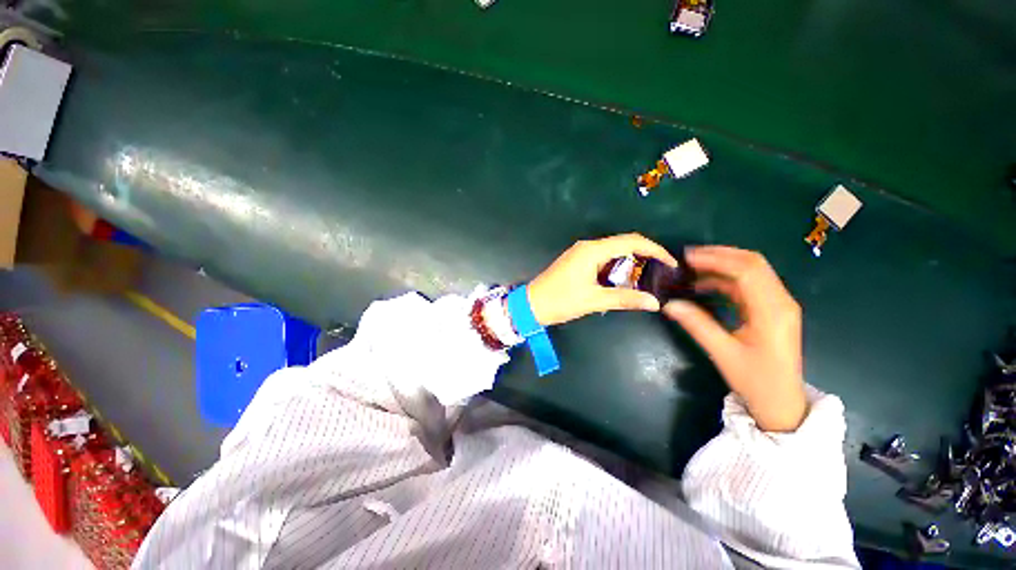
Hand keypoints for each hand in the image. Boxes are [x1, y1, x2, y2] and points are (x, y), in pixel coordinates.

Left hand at [527, 234, 677, 326]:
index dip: (655, 249)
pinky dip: (616, 268)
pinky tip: (622, 281)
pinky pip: (602, 259)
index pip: (631, 241)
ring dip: (630, 263)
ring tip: (645, 280)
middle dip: (644, 256)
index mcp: (592, 251)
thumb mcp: (594, 301)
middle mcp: (587, 246)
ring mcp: (580, 253)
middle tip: (660, 274)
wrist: (531, 304)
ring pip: (613, 252)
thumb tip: (654, 302)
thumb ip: (625, 299)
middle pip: (623, 244)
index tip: (671, 263)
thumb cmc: (560, 301)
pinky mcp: (577, 261)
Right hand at [663, 246, 806, 431]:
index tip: (687, 258)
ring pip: (752, 272)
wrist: (782, 403)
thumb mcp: (723, 353)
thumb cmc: (755, 380)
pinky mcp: (771, 310)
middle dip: (720, 255)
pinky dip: (726, 280)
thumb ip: (696, 325)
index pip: (747, 271)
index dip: (716, 259)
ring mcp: (778, 305)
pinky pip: (749, 286)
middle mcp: (780, 301)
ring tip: (693, 268)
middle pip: (753, 264)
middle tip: (689, 257)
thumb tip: (669, 304)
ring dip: (723, 266)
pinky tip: (706, 286)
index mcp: (772, 311)